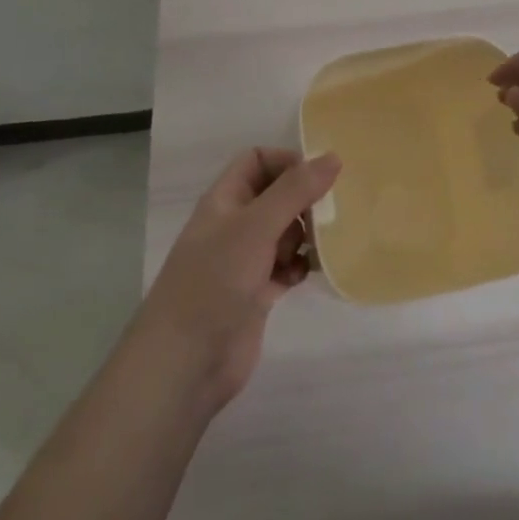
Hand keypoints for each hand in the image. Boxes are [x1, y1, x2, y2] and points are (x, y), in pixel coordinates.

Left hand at [129, 147, 340, 412]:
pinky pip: (286, 266)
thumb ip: (295, 190)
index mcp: (225, 200)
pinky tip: (308, 274)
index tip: (318, 178)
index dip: (286, 162)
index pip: (257, 161)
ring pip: (284, 232)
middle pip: (276, 196)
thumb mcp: (256, 226)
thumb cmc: (215, 281)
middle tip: (328, 214)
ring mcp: (244, 261)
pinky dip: (299, 266)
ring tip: (320, 245)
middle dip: (304, 201)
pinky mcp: (256, 293)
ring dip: (306, 234)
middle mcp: (234, 225)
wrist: (185, 363)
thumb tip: (333, 157)